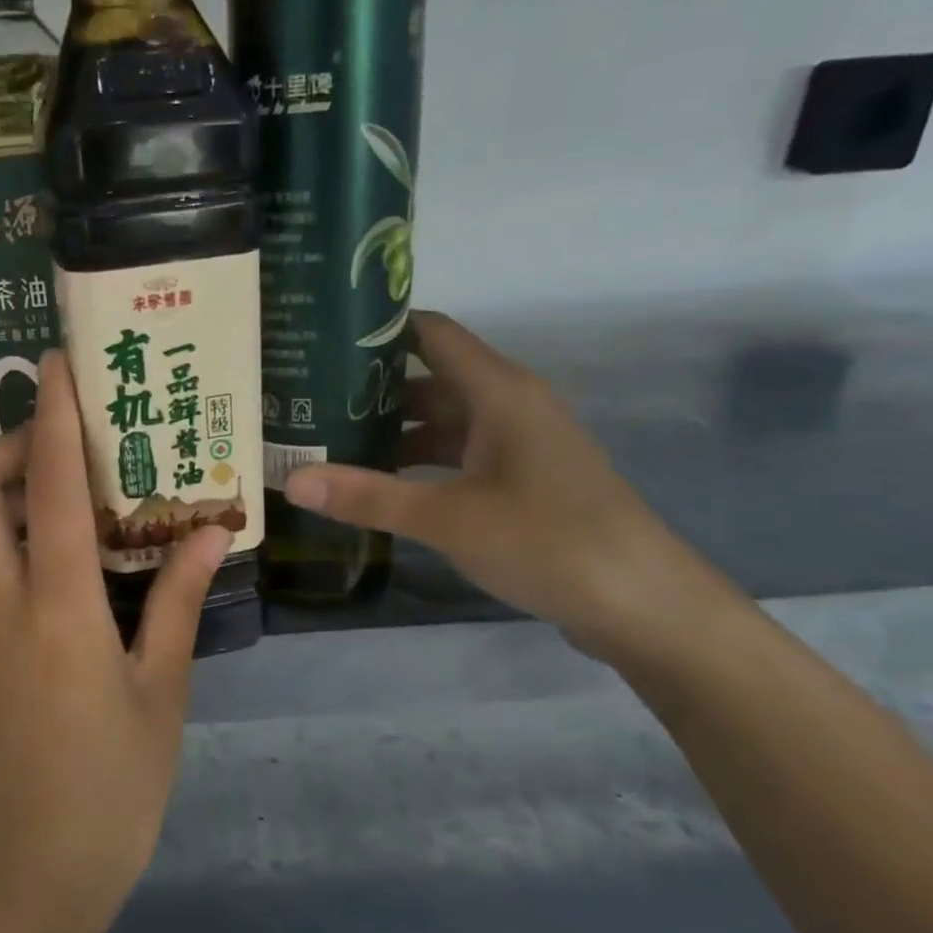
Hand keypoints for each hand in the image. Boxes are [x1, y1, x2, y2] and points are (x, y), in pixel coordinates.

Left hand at [0, 349, 231, 932]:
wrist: (30, 875)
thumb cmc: (115, 785)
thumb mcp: (163, 690)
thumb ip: (180, 598)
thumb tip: (212, 529)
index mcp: (57, 609)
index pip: (52, 486)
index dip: (55, 416)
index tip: (59, 365)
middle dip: (11, 445)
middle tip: (67, 453)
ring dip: (4, 494)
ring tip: (65, 509)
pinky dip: (0, 546)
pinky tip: (48, 584)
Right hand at [283, 310, 724, 658]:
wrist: (641, 604)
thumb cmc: (547, 541)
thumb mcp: (446, 518)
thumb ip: (367, 497)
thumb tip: (290, 481)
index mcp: (498, 391)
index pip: (430, 333)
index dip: (378, 329)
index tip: (320, 337)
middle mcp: (508, 405)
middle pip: (430, 377)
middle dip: (371, 387)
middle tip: (306, 398)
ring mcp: (517, 445)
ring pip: (442, 421)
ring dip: (392, 430)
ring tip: (329, 440)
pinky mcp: (521, 480)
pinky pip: (458, 455)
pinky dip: (418, 463)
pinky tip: (379, 483)